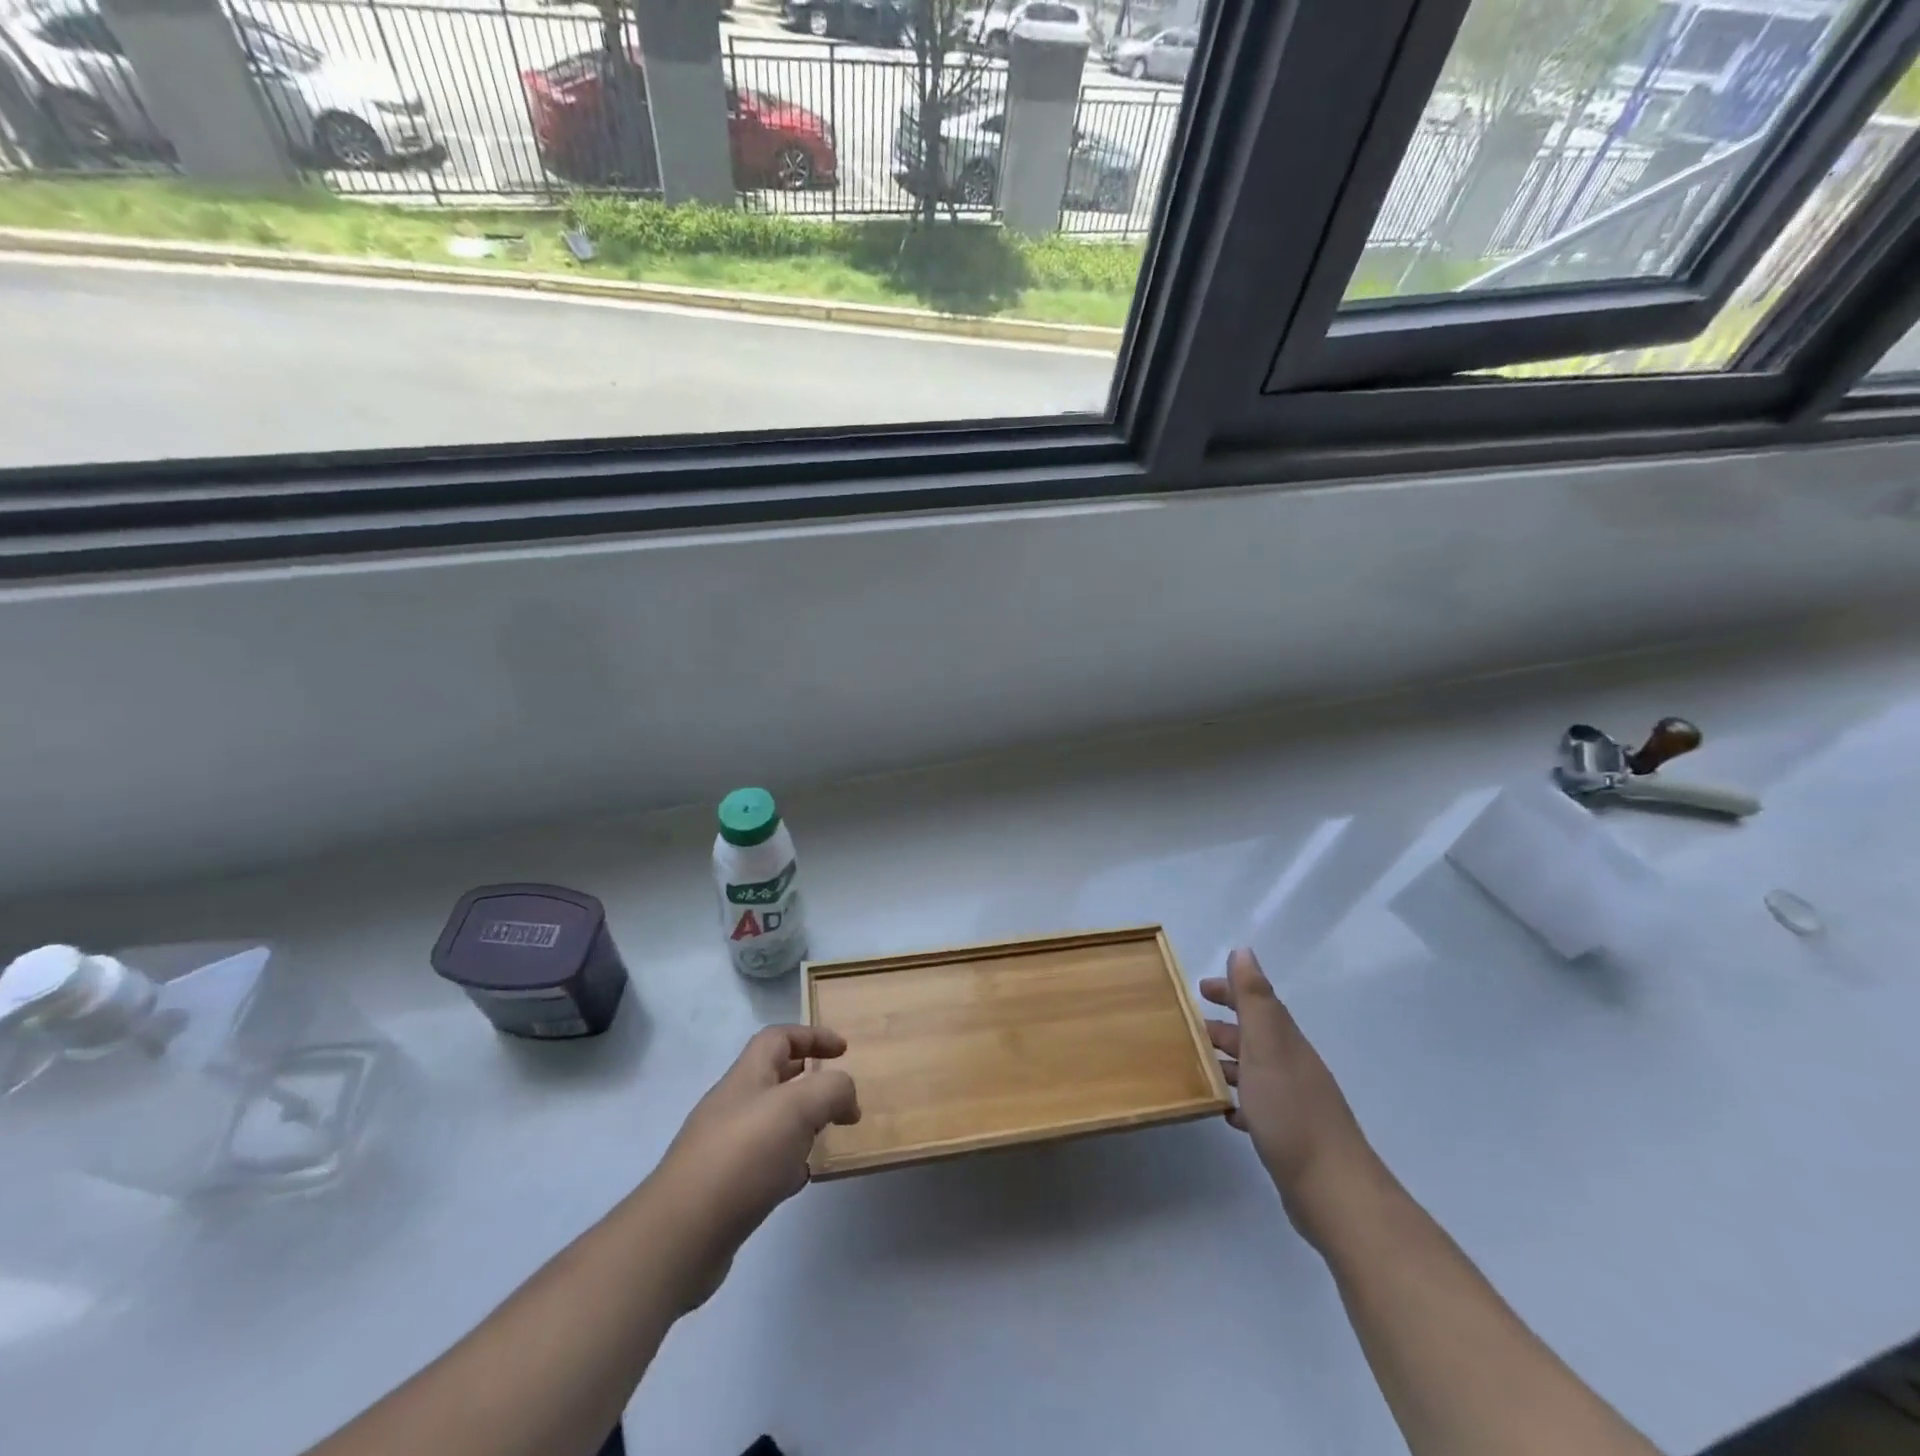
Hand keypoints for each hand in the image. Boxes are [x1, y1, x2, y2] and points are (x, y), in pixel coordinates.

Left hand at [651, 1025, 859, 1306]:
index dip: (812, 1036)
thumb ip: (832, 1090)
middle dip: (808, 1080)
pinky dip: (786, 1163)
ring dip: (800, 1124)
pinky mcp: (721, 1187)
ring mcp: (723, 1146)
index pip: (779, 1037)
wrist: (682, 1234)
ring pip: (770, 1122)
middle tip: (837, 1096)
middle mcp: (733, 1104)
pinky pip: (762, 1162)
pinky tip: (798, 1179)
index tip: (844, 1050)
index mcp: (747, 1076)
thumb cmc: (744, 1155)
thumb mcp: (799, 1108)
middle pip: (773, 1077)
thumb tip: (847, 1097)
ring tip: (826, 1137)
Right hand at [1203, 948, 1383, 1248]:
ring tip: (1196, 1065)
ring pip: (1255, 1069)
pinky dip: (1238, 1099)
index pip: (1258, 1003)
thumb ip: (1255, 1000)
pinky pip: (1258, 1104)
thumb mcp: (1267, 1048)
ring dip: (1227, 1061)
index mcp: (1286, 1042)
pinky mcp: (1290, 1135)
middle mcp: (1293, 1066)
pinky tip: (1224, 1112)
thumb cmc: (1291, 1113)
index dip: (1232, 991)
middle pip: (1256, 1035)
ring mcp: (1294, 1102)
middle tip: (1189, 1025)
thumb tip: (1244, 951)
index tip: (1201, 987)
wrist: (1334, 1192)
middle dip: (1225, 1025)